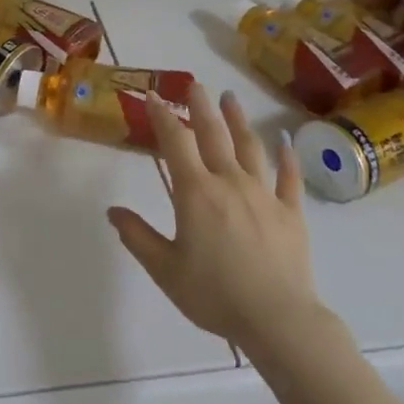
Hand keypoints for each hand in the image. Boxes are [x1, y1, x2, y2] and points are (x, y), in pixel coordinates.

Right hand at [107, 84, 319, 356]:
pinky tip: (285, 142)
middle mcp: (230, 182)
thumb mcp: (165, 269)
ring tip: (231, 98)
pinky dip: (287, 157)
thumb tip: (112, 211)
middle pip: (214, 134)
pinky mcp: (291, 212)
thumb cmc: (214, 294)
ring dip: (238, 120)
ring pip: (250, 147)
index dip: (162, 116)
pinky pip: (289, 178)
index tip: (153, 95)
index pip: (176, 142)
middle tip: (194, 84)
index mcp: (196, 192)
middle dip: (201, 106)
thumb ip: (138, 236)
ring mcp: (264, 194)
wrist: (278, 319)